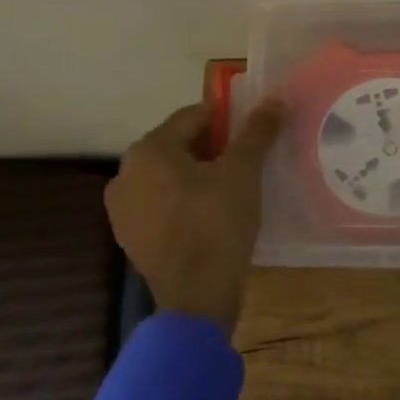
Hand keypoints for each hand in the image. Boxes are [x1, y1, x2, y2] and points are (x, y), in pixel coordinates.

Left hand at [105, 98, 287, 338]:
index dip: (229, 120)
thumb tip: (276, 99)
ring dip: (199, 176)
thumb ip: (258, 131)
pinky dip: (185, 202)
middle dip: (214, 148)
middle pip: (179, 146)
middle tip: (249, 161)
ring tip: (234, 189)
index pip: (194, 116)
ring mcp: (122, 209)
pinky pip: (162, 205)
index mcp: (148, 149)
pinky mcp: (130, 238)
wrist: (195, 300)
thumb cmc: (217, 224)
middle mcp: (125, 173)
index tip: (255, 132)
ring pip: (170, 177)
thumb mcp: (244, 171)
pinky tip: (212, 216)